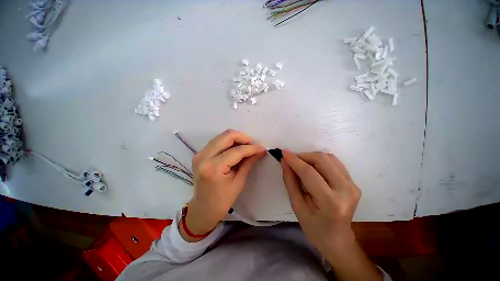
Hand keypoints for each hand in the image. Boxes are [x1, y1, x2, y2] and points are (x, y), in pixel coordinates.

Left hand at [183, 129, 265, 239]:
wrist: (203, 208)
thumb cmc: (223, 200)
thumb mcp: (239, 182)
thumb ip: (248, 163)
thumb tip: (259, 151)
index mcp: (214, 168)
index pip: (237, 151)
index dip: (252, 148)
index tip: (262, 148)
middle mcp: (204, 157)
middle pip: (227, 136)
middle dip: (243, 138)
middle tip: (252, 145)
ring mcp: (200, 154)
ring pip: (222, 136)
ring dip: (236, 139)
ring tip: (245, 147)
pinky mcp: (199, 154)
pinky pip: (217, 141)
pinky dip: (228, 142)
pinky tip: (235, 150)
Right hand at [281, 150, 381, 280]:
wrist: (337, 239)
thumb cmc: (313, 227)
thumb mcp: (297, 206)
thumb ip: (290, 181)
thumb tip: (285, 161)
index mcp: (330, 202)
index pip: (309, 173)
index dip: (294, 160)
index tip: (284, 152)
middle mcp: (346, 190)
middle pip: (321, 160)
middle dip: (303, 156)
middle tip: (292, 161)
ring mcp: (352, 185)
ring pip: (328, 158)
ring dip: (311, 157)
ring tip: (301, 165)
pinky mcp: (353, 182)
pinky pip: (334, 162)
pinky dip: (320, 160)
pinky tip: (313, 168)